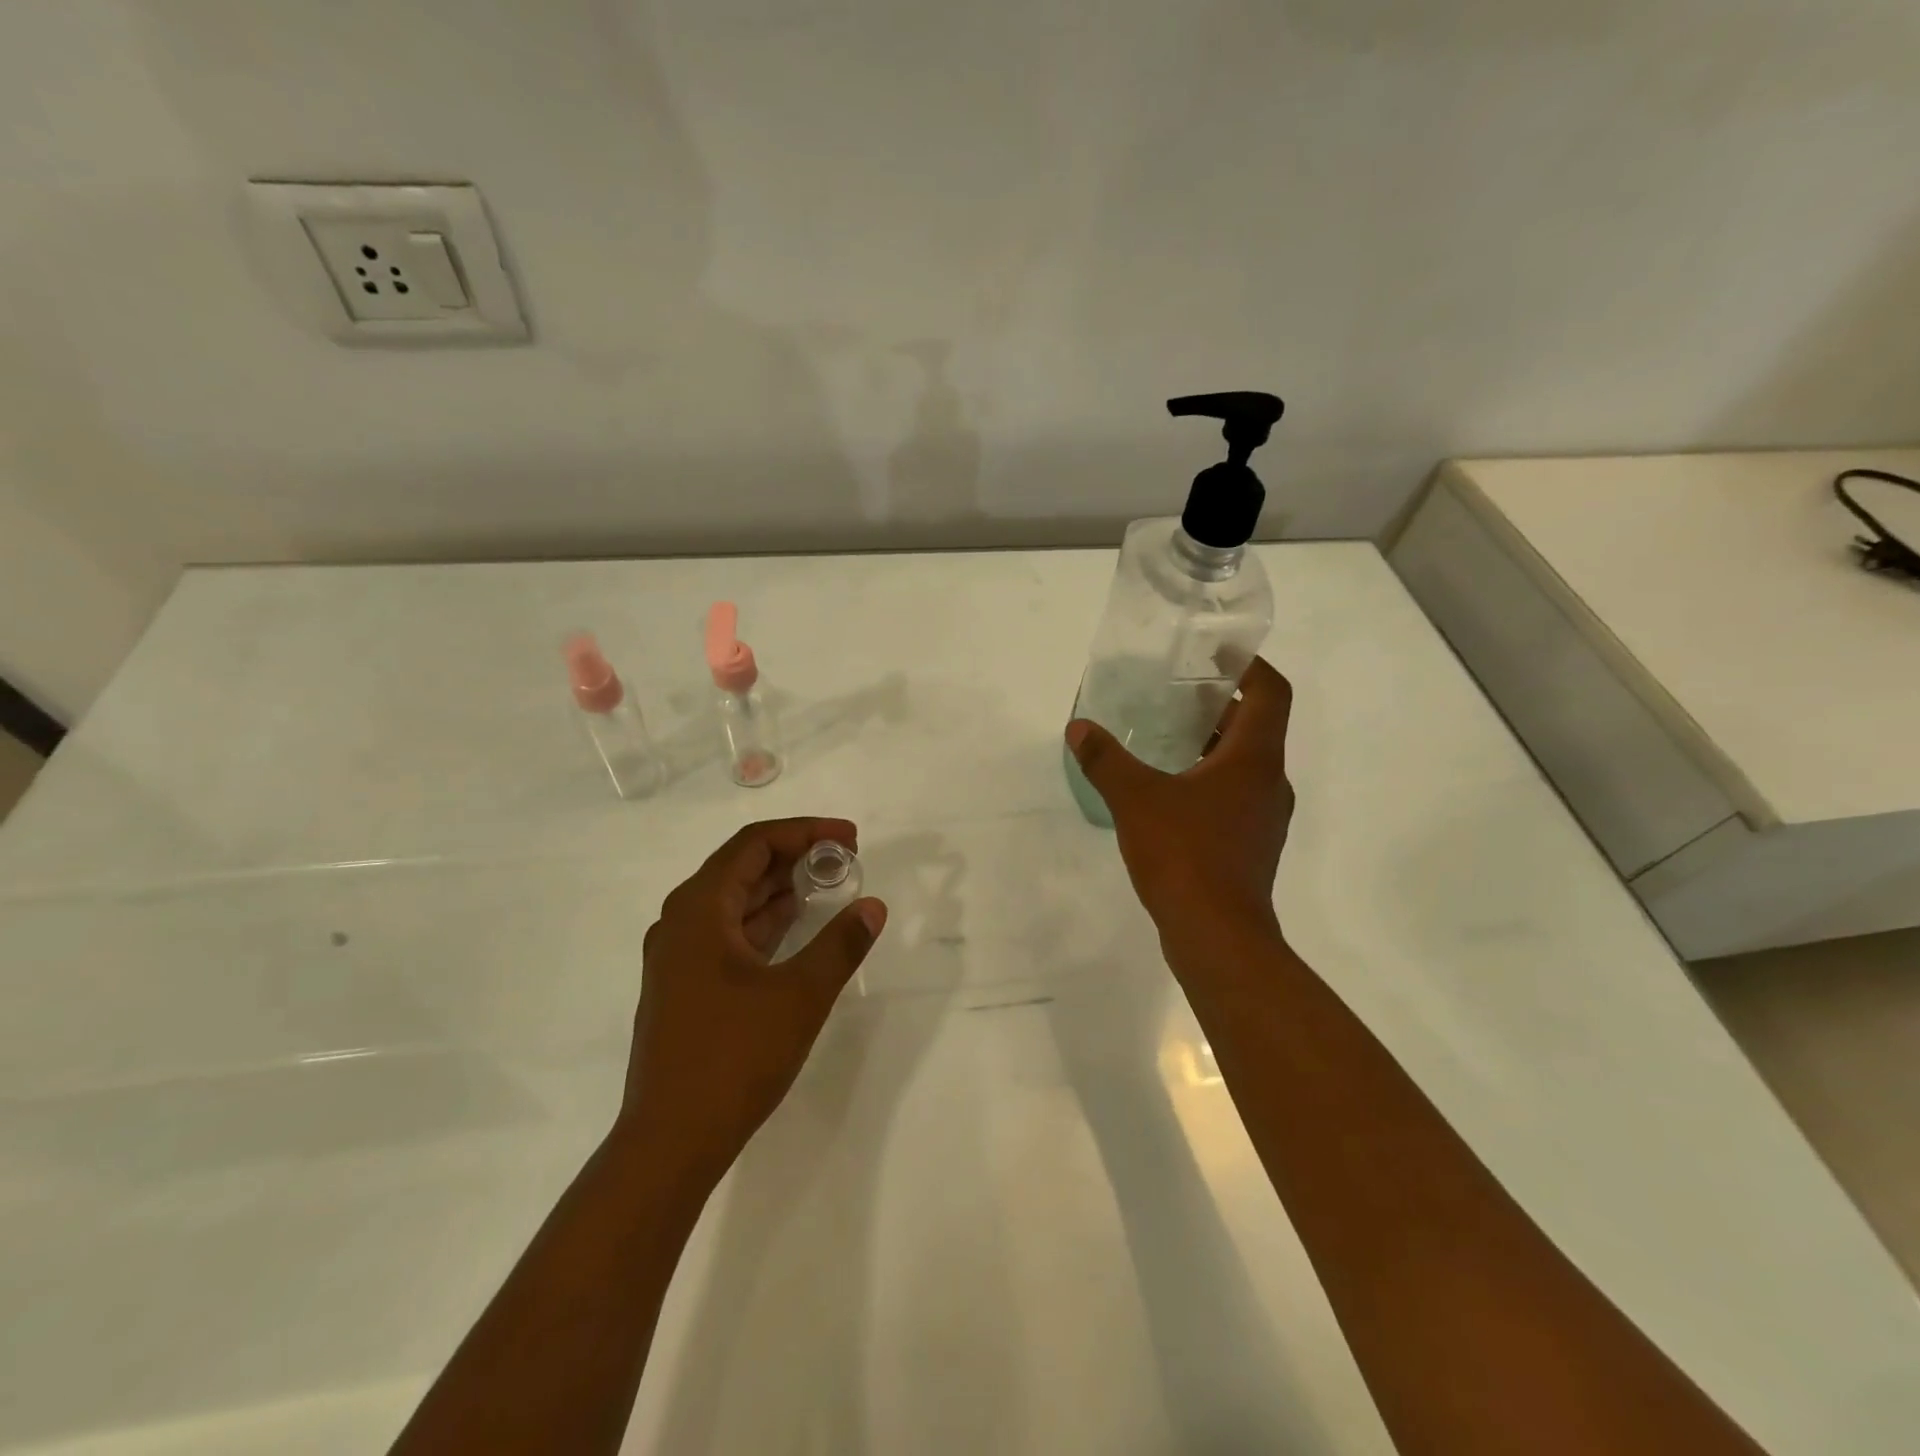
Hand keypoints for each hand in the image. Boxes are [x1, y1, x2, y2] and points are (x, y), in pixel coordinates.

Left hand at [617, 818, 886, 1184]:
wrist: (670, 1142)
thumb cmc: (734, 1056)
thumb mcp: (800, 995)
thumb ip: (841, 944)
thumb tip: (872, 906)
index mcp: (699, 909)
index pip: (755, 844)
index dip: (806, 831)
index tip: (850, 839)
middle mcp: (681, 922)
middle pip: (742, 867)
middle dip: (796, 856)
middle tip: (845, 860)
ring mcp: (678, 956)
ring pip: (735, 902)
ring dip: (780, 889)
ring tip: (829, 886)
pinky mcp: (685, 986)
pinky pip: (729, 933)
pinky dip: (765, 922)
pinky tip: (797, 927)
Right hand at [1066, 657, 1294, 960]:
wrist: (1217, 937)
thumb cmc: (1185, 854)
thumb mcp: (1135, 798)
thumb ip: (1106, 759)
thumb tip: (1079, 728)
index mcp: (1255, 758)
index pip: (1271, 692)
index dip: (1249, 665)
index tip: (1216, 653)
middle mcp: (1269, 782)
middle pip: (1256, 725)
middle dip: (1219, 704)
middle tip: (1175, 691)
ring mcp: (1263, 817)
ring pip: (1244, 764)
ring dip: (1212, 744)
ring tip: (1165, 736)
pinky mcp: (1250, 845)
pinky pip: (1233, 795)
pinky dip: (1207, 779)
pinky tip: (1167, 791)